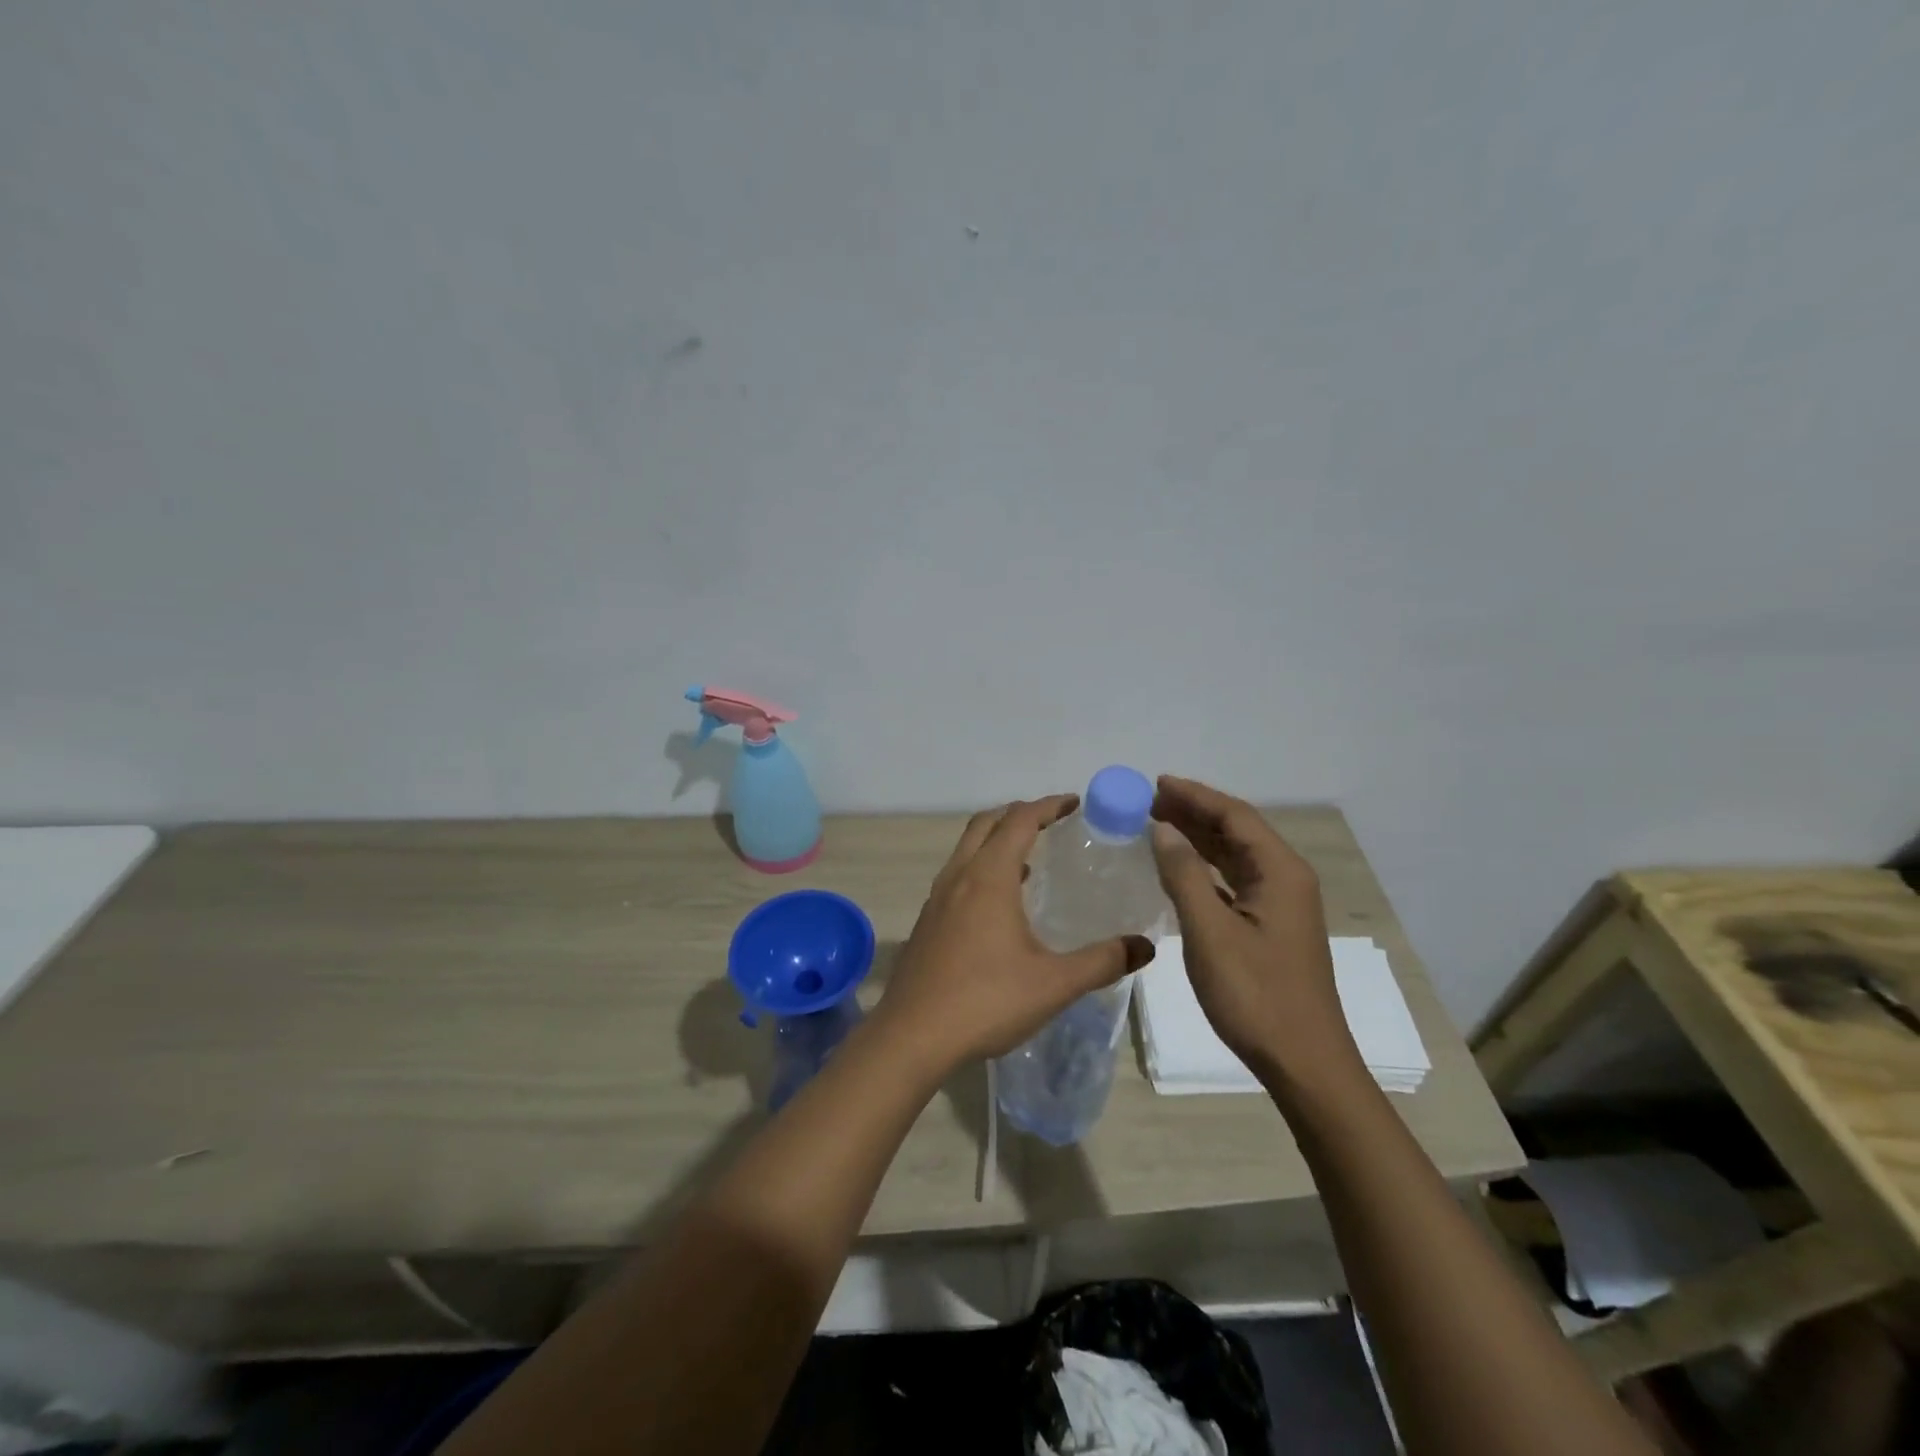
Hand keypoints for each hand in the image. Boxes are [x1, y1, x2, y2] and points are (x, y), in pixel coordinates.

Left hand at [877, 796, 1156, 1068]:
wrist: (912, 1035)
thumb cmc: (985, 1001)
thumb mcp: (1054, 984)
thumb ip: (1102, 961)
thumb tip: (1144, 947)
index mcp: (989, 877)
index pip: (1020, 820)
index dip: (1049, 806)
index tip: (1075, 803)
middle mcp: (959, 876)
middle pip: (987, 823)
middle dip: (1019, 813)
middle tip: (1052, 821)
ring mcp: (937, 898)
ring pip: (967, 848)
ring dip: (997, 840)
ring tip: (1031, 858)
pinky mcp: (927, 921)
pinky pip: (957, 874)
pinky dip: (981, 867)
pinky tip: (1000, 903)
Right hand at [1148, 776, 1363, 1090]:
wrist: (1303, 1061)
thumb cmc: (1256, 994)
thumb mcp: (1210, 932)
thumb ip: (1184, 875)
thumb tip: (1161, 829)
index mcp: (1281, 872)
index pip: (1235, 816)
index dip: (1195, 796)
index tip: (1155, 783)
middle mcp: (1286, 879)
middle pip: (1237, 831)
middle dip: (1194, 812)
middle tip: (1148, 800)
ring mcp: (1280, 905)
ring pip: (1235, 856)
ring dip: (1198, 838)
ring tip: (1157, 823)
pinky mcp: (1270, 927)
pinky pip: (1234, 882)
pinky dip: (1204, 868)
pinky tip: (1179, 868)